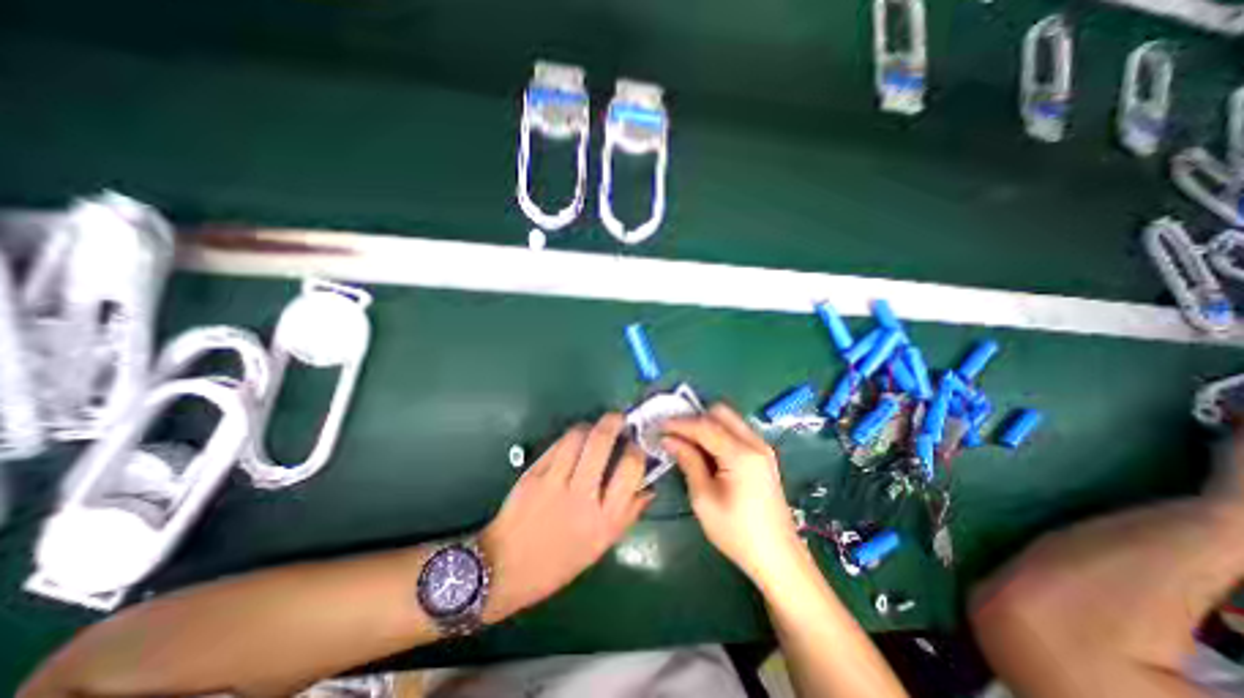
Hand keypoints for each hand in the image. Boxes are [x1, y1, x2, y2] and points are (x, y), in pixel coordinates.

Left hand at [477, 414, 651, 620]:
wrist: (506, 568)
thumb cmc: (559, 562)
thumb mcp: (601, 546)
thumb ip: (628, 514)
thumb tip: (648, 487)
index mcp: (604, 519)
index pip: (630, 469)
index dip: (636, 450)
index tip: (635, 446)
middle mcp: (581, 496)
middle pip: (602, 441)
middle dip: (614, 421)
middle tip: (619, 418)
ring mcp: (554, 481)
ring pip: (577, 435)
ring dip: (590, 426)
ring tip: (594, 429)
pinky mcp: (533, 474)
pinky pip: (557, 444)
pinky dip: (570, 437)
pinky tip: (573, 442)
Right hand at [666, 403, 801, 584]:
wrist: (778, 558)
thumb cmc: (737, 532)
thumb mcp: (704, 499)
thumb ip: (688, 461)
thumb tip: (668, 439)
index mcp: (741, 454)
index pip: (704, 426)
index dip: (679, 423)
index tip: (658, 425)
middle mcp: (755, 443)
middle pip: (720, 412)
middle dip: (694, 418)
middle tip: (674, 432)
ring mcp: (762, 448)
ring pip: (729, 419)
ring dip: (706, 424)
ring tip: (685, 440)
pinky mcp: (763, 455)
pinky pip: (736, 431)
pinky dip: (718, 433)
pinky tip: (705, 449)